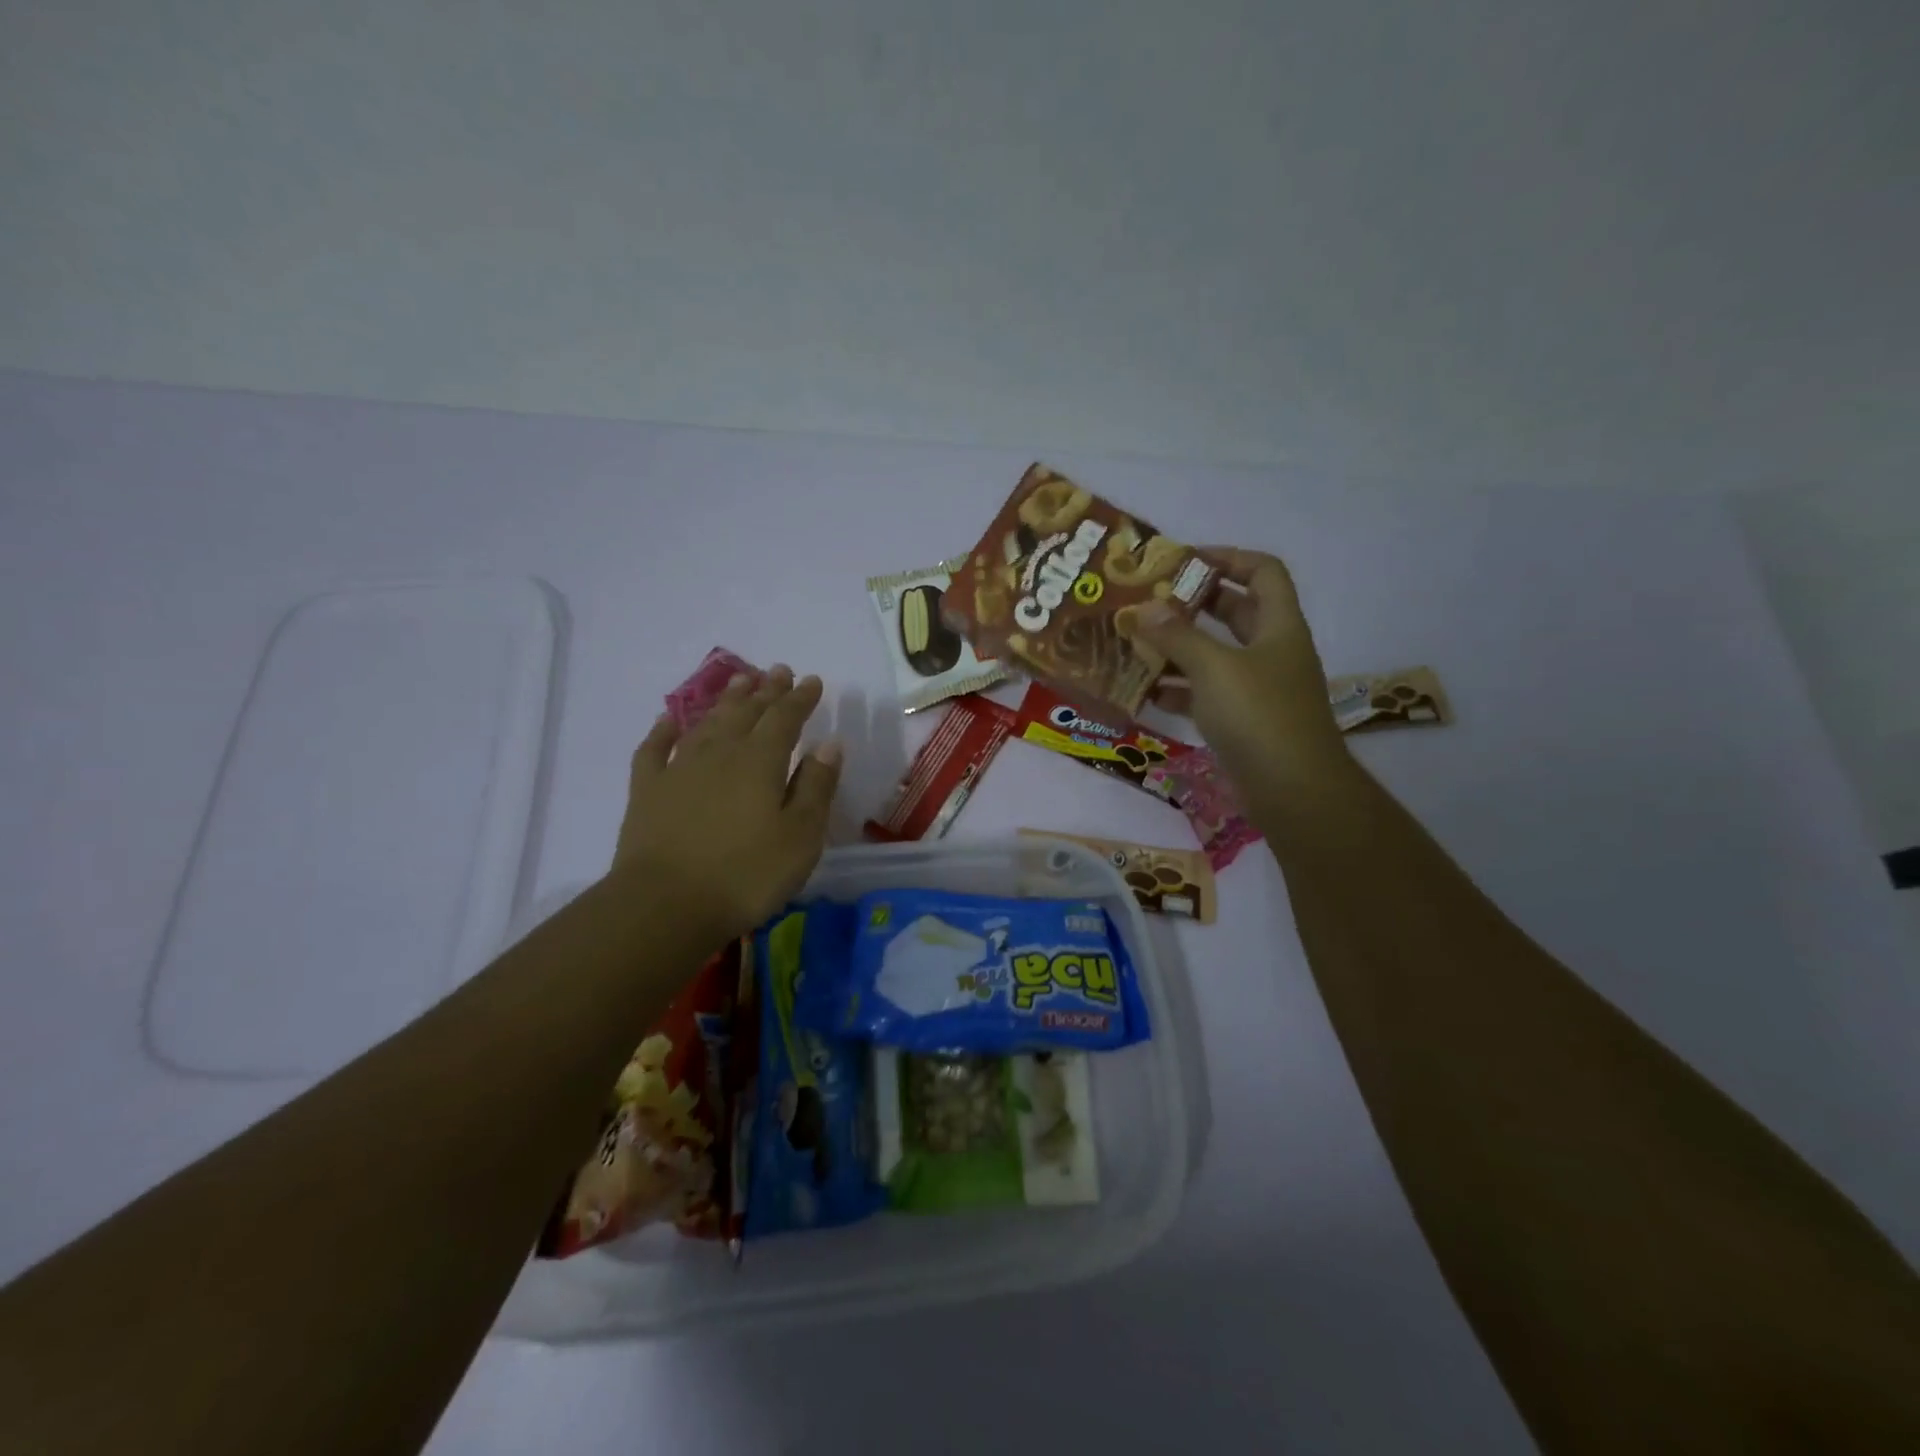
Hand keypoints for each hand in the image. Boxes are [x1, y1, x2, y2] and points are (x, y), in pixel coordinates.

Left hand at [612, 666, 842, 941]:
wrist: (665, 905)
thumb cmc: (746, 874)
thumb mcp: (800, 836)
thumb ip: (816, 786)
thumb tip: (830, 742)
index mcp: (761, 761)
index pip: (785, 718)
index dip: (800, 698)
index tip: (813, 681)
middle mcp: (721, 753)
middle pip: (746, 712)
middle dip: (766, 690)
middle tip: (778, 670)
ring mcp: (679, 769)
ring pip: (707, 722)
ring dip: (726, 700)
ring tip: (740, 681)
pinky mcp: (648, 791)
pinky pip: (655, 749)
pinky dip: (663, 730)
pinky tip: (669, 720)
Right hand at [1131, 549, 1354, 814]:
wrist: (1293, 790)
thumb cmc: (1259, 715)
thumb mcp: (1214, 668)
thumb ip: (1177, 636)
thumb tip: (1144, 608)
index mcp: (1278, 626)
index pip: (1263, 571)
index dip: (1227, 557)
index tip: (1183, 560)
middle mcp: (1270, 651)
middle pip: (1234, 611)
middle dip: (1192, 603)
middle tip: (1149, 600)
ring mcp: (1257, 689)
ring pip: (1214, 655)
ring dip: (1178, 648)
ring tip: (1135, 643)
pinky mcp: (1241, 721)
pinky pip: (1205, 694)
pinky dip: (1178, 690)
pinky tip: (1145, 692)